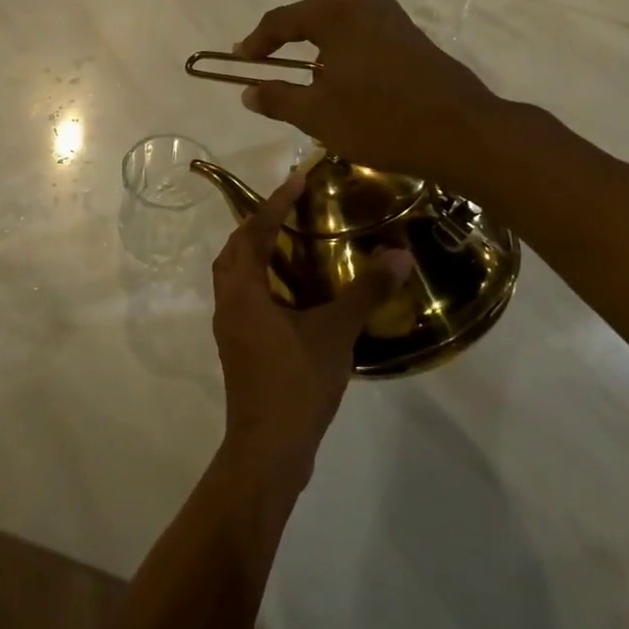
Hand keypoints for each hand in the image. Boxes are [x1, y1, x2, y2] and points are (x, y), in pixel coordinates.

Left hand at [210, 170, 411, 482]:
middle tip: (290, 209)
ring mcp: (230, 329)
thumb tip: (400, 255)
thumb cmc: (296, 384)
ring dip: (256, 254)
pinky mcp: (239, 349)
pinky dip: (262, 282)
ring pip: (235, 277)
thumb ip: (366, 292)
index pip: (254, 233)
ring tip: (291, 243)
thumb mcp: (335, 333)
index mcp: (243, 292)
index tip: (297, 179)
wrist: (269, 449)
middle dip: (258, 225)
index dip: (274, 204)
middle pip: (234, 251)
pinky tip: (293, 293)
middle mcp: (228, 304)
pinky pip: (245, 299)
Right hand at [235, 0, 498, 181]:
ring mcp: (394, 19)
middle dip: (286, 41)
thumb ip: (278, 99)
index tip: (240, 62)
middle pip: (312, 17)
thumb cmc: (379, 120)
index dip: (256, 43)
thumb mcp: (317, 115)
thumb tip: (248, 92)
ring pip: (341, 28)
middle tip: (266, 64)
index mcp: (335, 13)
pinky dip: (344, 55)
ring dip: (317, 49)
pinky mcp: (414, 39)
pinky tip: (344, 82)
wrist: (460, 132)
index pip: (281, 20)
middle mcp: (365, 4)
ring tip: (302, 76)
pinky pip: (365, 39)